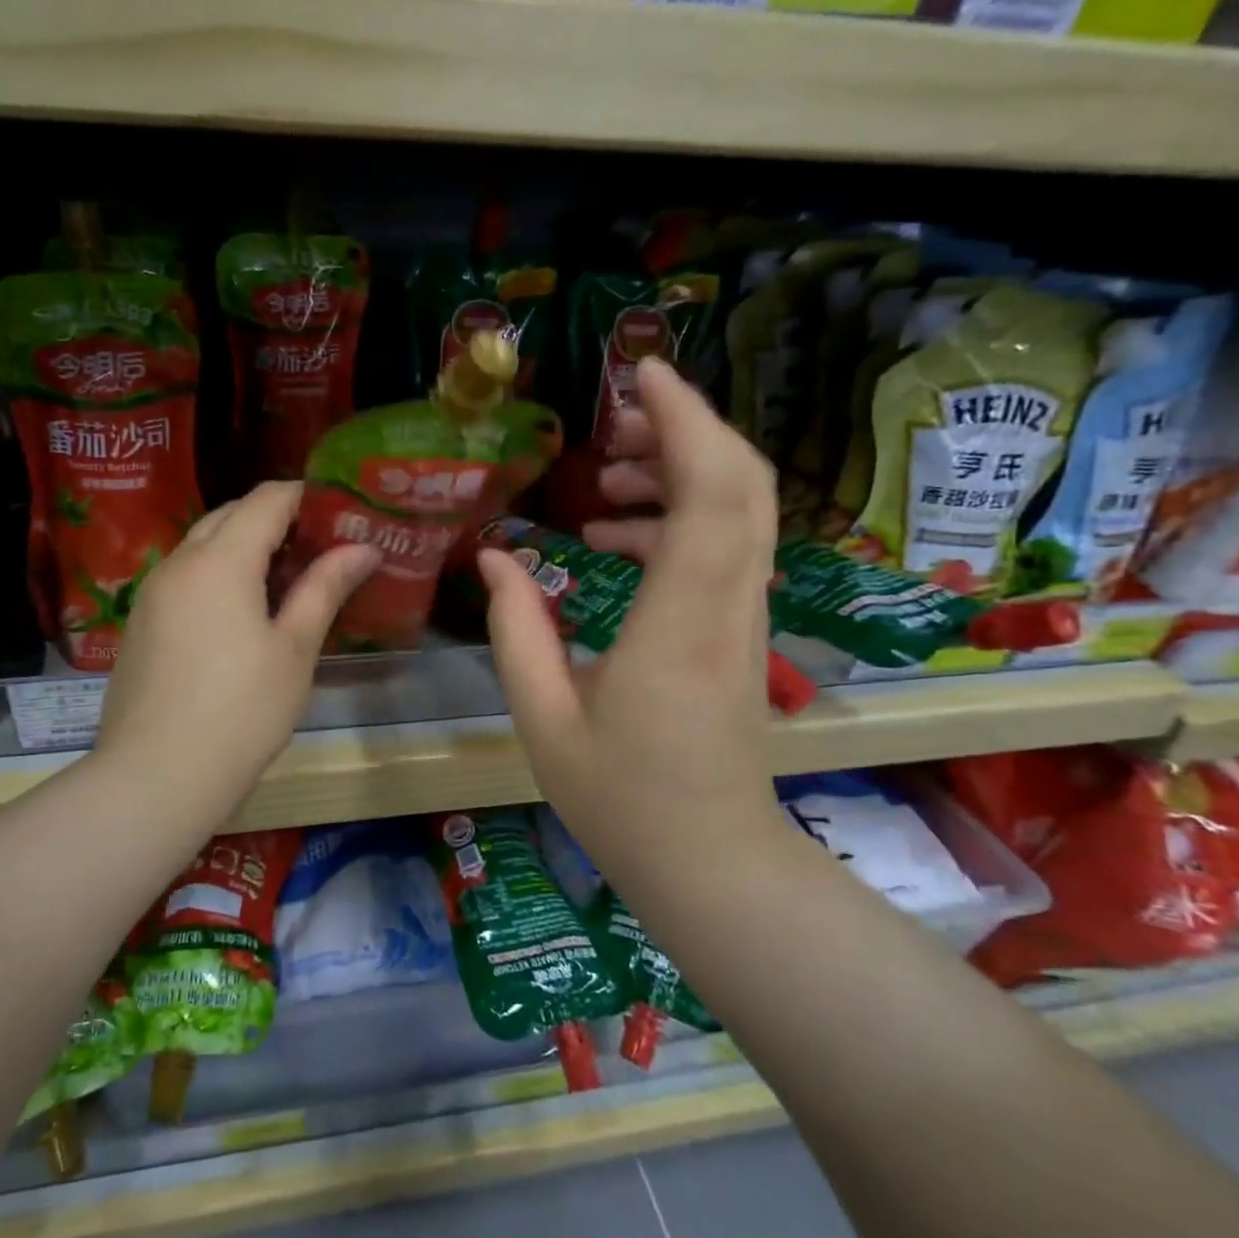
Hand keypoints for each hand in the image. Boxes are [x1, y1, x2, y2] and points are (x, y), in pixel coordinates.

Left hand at [93, 481, 378, 832]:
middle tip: (318, 549)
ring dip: (243, 547)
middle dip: (274, 519)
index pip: (266, 499)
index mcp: (220, 560)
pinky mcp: (140, 622)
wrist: (155, 777)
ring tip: (285, 582)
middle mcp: (179, 562)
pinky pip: (184, 577)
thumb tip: (362, 548)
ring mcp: (152, 592)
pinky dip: (216, 574)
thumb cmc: (241, 712)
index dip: (305, 497)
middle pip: (229, 515)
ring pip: (202, 545)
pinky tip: (240, 614)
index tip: (339, 513)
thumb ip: (324, 588)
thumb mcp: (294, 650)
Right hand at [480, 357, 781, 853]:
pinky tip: (613, 541)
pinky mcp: (739, 632)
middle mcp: (727, 608)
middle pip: (740, 484)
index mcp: (678, 625)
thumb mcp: (543, 718)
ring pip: (738, 512)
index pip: (709, 493)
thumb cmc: (621, 800)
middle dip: (685, 428)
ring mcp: (743, 619)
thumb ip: (517, 630)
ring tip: (607, 477)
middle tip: (614, 418)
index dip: (684, 419)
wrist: (712, 863)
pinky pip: (723, 549)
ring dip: (679, 473)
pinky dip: (677, 521)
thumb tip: (495, 558)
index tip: (639, 374)